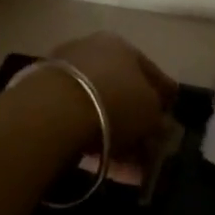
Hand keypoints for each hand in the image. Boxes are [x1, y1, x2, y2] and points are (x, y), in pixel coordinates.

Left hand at [50, 32, 176, 152]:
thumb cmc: (115, 102)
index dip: (164, 94)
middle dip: (137, 121)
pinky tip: (103, 164)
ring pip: (99, 110)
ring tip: (128, 168)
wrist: (54, 111)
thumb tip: (161, 126)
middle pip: (121, 90)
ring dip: (116, 137)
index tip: (171, 114)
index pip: (150, 71)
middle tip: (149, 147)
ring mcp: (65, 75)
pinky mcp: (43, 101)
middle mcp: (91, 52)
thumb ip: (159, 119)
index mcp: (121, 46)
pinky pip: (77, 123)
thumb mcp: (150, 113)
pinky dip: (92, 142)